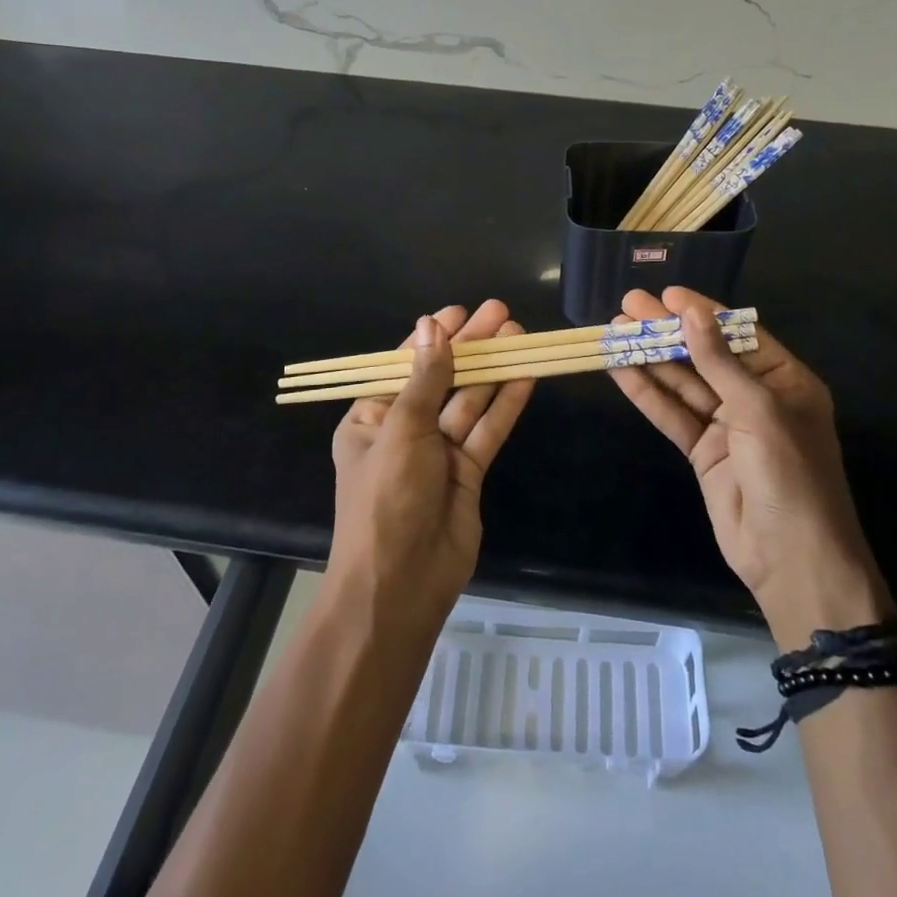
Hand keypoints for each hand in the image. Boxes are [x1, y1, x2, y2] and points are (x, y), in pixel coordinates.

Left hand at [326, 301, 534, 634]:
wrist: (400, 586)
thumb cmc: (386, 499)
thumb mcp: (401, 430)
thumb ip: (425, 378)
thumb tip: (432, 326)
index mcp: (371, 418)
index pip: (404, 366)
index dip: (433, 337)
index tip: (459, 311)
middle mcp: (405, 431)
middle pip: (443, 378)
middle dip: (471, 346)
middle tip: (501, 312)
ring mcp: (439, 453)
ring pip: (470, 401)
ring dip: (493, 369)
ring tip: (519, 334)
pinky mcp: (469, 473)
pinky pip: (488, 430)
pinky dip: (505, 404)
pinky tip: (525, 375)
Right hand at [609, 287, 892, 648]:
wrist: (791, 559)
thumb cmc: (790, 474)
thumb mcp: (759, 410)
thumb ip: (720, 362)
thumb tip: (693, 312)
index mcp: (785, 381)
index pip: (738, 334)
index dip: (703, 312)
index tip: (668, 294)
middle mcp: (755, 397)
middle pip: (704, 355)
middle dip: (668, 331)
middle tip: (629, 305)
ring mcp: (726, 426)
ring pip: (682, 383)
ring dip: (650, 358)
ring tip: (614, 330)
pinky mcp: (702, 452)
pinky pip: (672, 415)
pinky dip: (646, 393)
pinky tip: (619, 369)